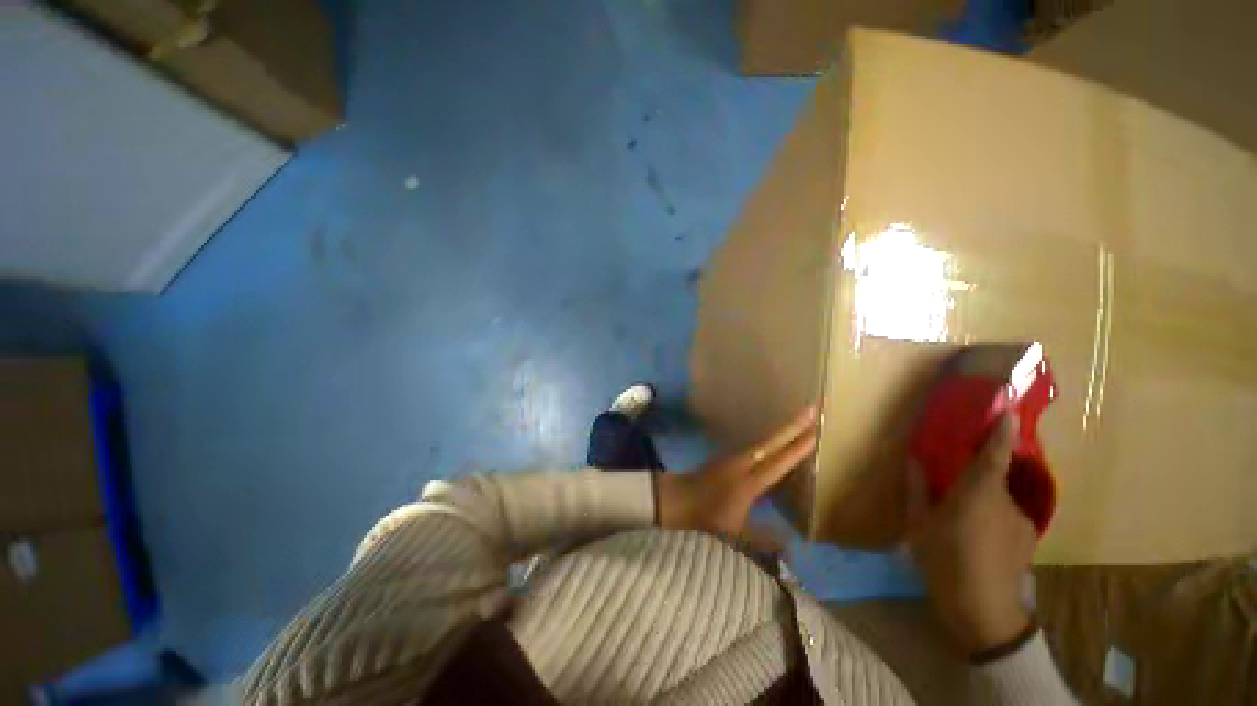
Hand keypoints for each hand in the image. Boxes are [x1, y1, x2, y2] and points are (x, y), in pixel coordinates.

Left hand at [659, 406, 817, 547]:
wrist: (679, 497)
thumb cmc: (708, 517)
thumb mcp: (735, 534)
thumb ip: (764, 540)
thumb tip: (792, 546)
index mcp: (748, 482)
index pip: (778, 462)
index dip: (797, 448)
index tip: (816, 432)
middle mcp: (744, 462)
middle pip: (772, 441)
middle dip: (793, 425)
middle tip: (812, 408)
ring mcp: (735, 455)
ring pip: (764, 439)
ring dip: (783, 428)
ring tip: (801, 418)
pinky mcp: (730, 454)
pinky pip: (757, 443)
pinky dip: (772, 436)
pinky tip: (779, 435)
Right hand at [906, 414, 1036, 654]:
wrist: (984, 613)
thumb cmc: (945, 561)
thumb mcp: (919, 525)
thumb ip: (917, 489)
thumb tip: (914, 459)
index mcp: (978, 494)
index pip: (993, 454)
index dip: (1001, 432)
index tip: (1007, 411)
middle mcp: (1006, 501)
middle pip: (995, 475)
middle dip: (979, 471)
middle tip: (956, 481)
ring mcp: (1022, 521)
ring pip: (1000, 498)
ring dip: (983, 498)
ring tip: (963, 518)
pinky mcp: (1027, 538)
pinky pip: (1007, 515)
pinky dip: (992, 515)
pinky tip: (977, 536)